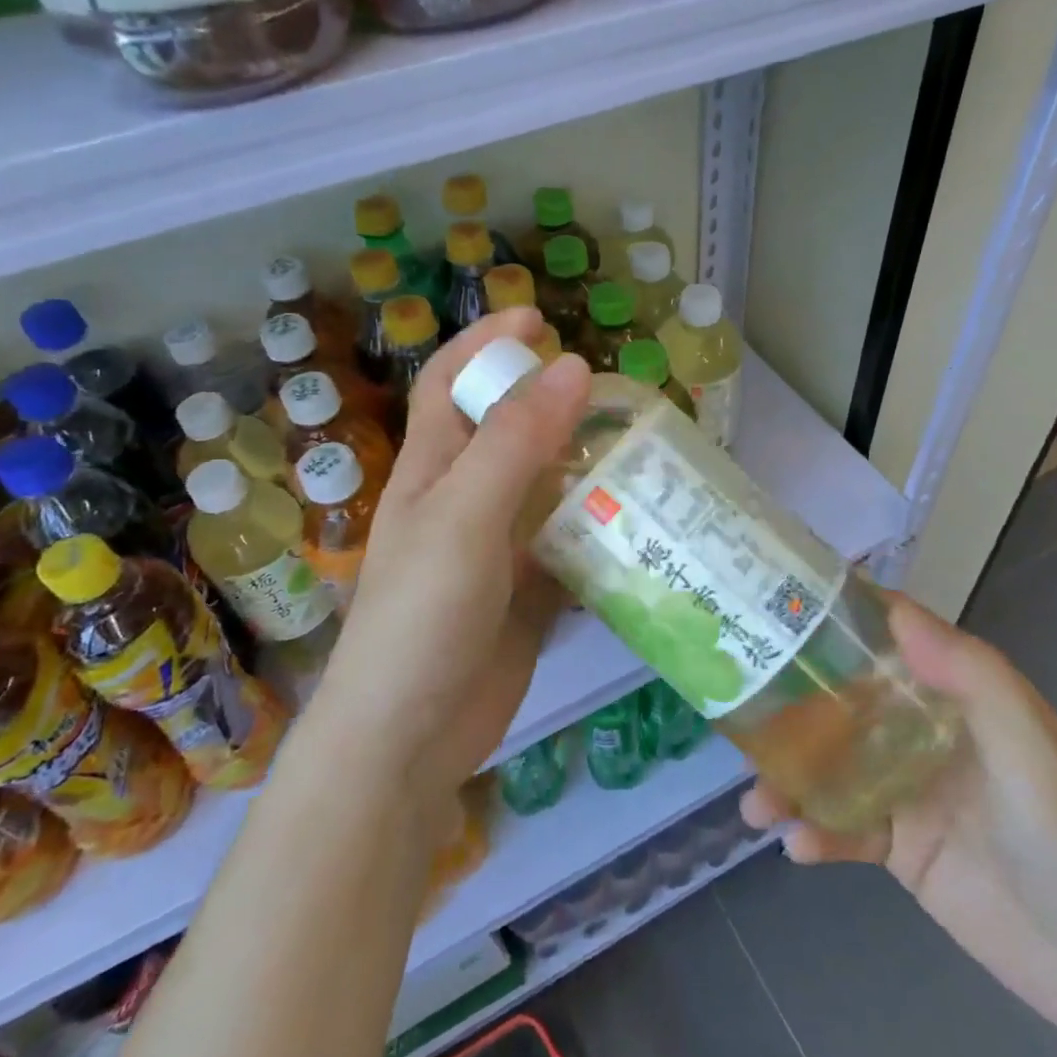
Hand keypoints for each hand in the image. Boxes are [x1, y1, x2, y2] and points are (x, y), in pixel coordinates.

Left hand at [312, 308, 591, 821]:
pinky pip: (568, 546)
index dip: (486, 343)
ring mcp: (497, 550)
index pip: (451, 383)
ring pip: (548, 490)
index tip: (539, 319)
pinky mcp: (526, 594)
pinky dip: (599, 531)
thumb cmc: (422, 615)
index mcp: (434, 469)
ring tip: (647, 454)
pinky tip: (641, 526)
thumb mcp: (465, 516)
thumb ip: (516, 443)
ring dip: (588, 469)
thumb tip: (572, 367)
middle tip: (621, 398)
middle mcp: (464, 500)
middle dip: (556, 405)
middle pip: (511, 432)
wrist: (409, 738)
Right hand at [742, 597, 1056, 1043]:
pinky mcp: (899, 847)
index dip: (841, 619)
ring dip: (790, 780)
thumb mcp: (1032, 750)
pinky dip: (815, 834)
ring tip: (757, 805)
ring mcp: (907, 791)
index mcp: (958, 696)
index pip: (893, 640)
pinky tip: (796, 845)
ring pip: (832, 768)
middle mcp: (924, 733)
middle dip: (792, 707)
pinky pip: (843, 829)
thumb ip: (971, 678)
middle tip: (740, 709)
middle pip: (845, 703)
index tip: (780, 604)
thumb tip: (897, 610)